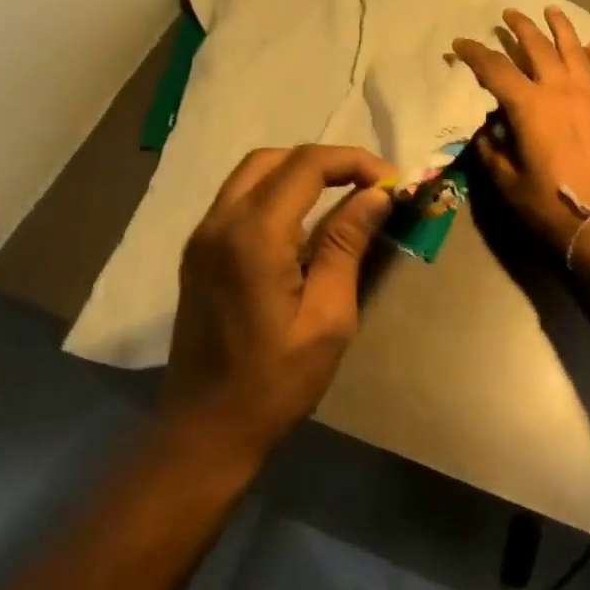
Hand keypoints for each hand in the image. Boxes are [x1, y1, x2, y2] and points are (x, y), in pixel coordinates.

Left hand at [162, 144, 395, 465]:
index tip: (390, 182)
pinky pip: (240, 196)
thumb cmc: (274, 383)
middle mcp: (221, 222)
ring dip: (300, 171)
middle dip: (328, 161)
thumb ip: (346, 245)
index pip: (308, 166)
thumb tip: (377, 194)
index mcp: (254, 237)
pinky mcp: (199, 250)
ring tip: (341, 195)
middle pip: (278, 158)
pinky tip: (303, 219)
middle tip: (367, 185)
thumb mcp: (328, 319)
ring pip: (255, 171)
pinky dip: (276, 190)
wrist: (204, 431)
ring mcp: (203, 234)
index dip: (354, 162)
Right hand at [452, 7, 589, 255]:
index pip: (495, 69)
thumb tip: (487, 130)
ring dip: (561, 27)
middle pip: (537, 47)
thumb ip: (493, 151)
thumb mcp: (508, 182)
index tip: (460, 44)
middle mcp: (560, 90)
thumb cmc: (550, 204)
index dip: (474, 54)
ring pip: (575, 50)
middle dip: (520, 27)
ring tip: (552, 10)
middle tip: (508, 14)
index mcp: (529, 105)